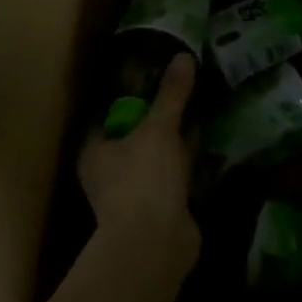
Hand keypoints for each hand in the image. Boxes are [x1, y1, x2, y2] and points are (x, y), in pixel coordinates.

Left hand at [78, 55, 201, 269]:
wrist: (156, 244)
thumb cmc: (144, 180)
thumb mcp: (159, 129)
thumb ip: (172, 95)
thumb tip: (183, 57)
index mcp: (95, 150)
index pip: (109, 114)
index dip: (129, 94)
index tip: (153, 74)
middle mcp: (108, 171)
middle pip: (133, 135)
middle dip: (156, 116)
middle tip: (182, 88)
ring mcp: (133, 192)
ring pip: (155, 156)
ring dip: (174, 139)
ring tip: (199, 108)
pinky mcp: (158, 207)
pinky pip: (173, 175)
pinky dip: (187, 161)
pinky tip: (207, 142)